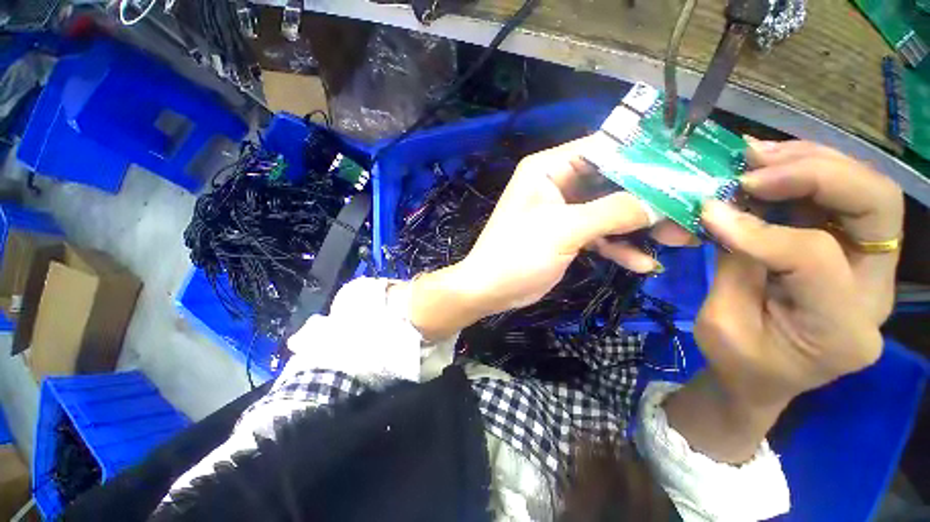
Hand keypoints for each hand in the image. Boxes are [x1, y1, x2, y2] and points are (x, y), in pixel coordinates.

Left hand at [409, 138, 691, 339]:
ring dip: (640, 225)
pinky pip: (599, 235)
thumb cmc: (518, 253)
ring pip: (610, 210)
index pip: (603, 148)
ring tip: (680, 239)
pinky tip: (643, 263)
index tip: (685, 165)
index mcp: (549, 169)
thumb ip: (613, 212)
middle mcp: (557, 184)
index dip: (643, 154)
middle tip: (690, 210)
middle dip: (649, 197)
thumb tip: (660, 201)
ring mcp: (564, 212)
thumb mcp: (564, 229)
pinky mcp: (566, 235)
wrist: (492, 289)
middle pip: (612, 181)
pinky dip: (619, 247)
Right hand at [665, 140, 902, 462]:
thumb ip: (733, 264)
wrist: (763, 377)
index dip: (760, 230)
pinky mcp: (852, 251)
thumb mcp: (721, 322)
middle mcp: (873, 292)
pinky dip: (807, 172)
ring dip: (811, 162)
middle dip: (814, 174)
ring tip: (757, 156)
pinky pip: (843, 197)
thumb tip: (718, 209)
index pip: (816, 259)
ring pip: (866, 190)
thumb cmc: (738, 361)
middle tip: (754, 166)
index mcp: (841, 332)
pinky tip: (771, 166)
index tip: (710, 212)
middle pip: (876, 207)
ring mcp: (870, 268)